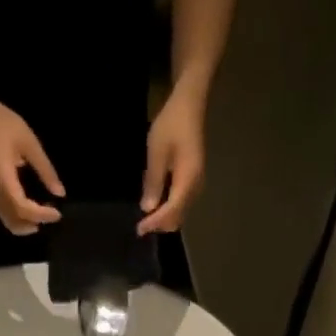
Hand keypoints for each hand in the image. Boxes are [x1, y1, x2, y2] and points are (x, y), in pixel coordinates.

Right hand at [0, 101, 64, 234]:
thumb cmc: (3, 125)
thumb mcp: (29, 143)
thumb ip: (45, 169)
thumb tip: (60, 193)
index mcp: (3, 178)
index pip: (22, 207)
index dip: (40, 215)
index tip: (57, 213)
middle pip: (15, 221)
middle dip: (35, 223)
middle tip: (52, 215)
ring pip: (9, 223)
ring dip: (27, 225)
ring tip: (43, 215)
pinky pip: (6, 216)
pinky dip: (21, 220)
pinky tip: (33, 211)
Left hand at [138, 92, 206, 234]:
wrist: (189, 105)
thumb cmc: (172, 124)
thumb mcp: (157, 152)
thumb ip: (153, 182)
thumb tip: (148, 209)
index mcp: (187, 181)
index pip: (171, 212)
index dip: (154, 223)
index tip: (139, 229)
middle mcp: (195, 188)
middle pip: (178, 218)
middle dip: (160, 224)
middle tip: (142, 224)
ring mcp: (196, 185)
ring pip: (180, 213)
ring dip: (164, 218)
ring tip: (147, 216)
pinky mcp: (193, 180)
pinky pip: (181, 203)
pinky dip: (168, 208)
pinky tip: (157, 202)